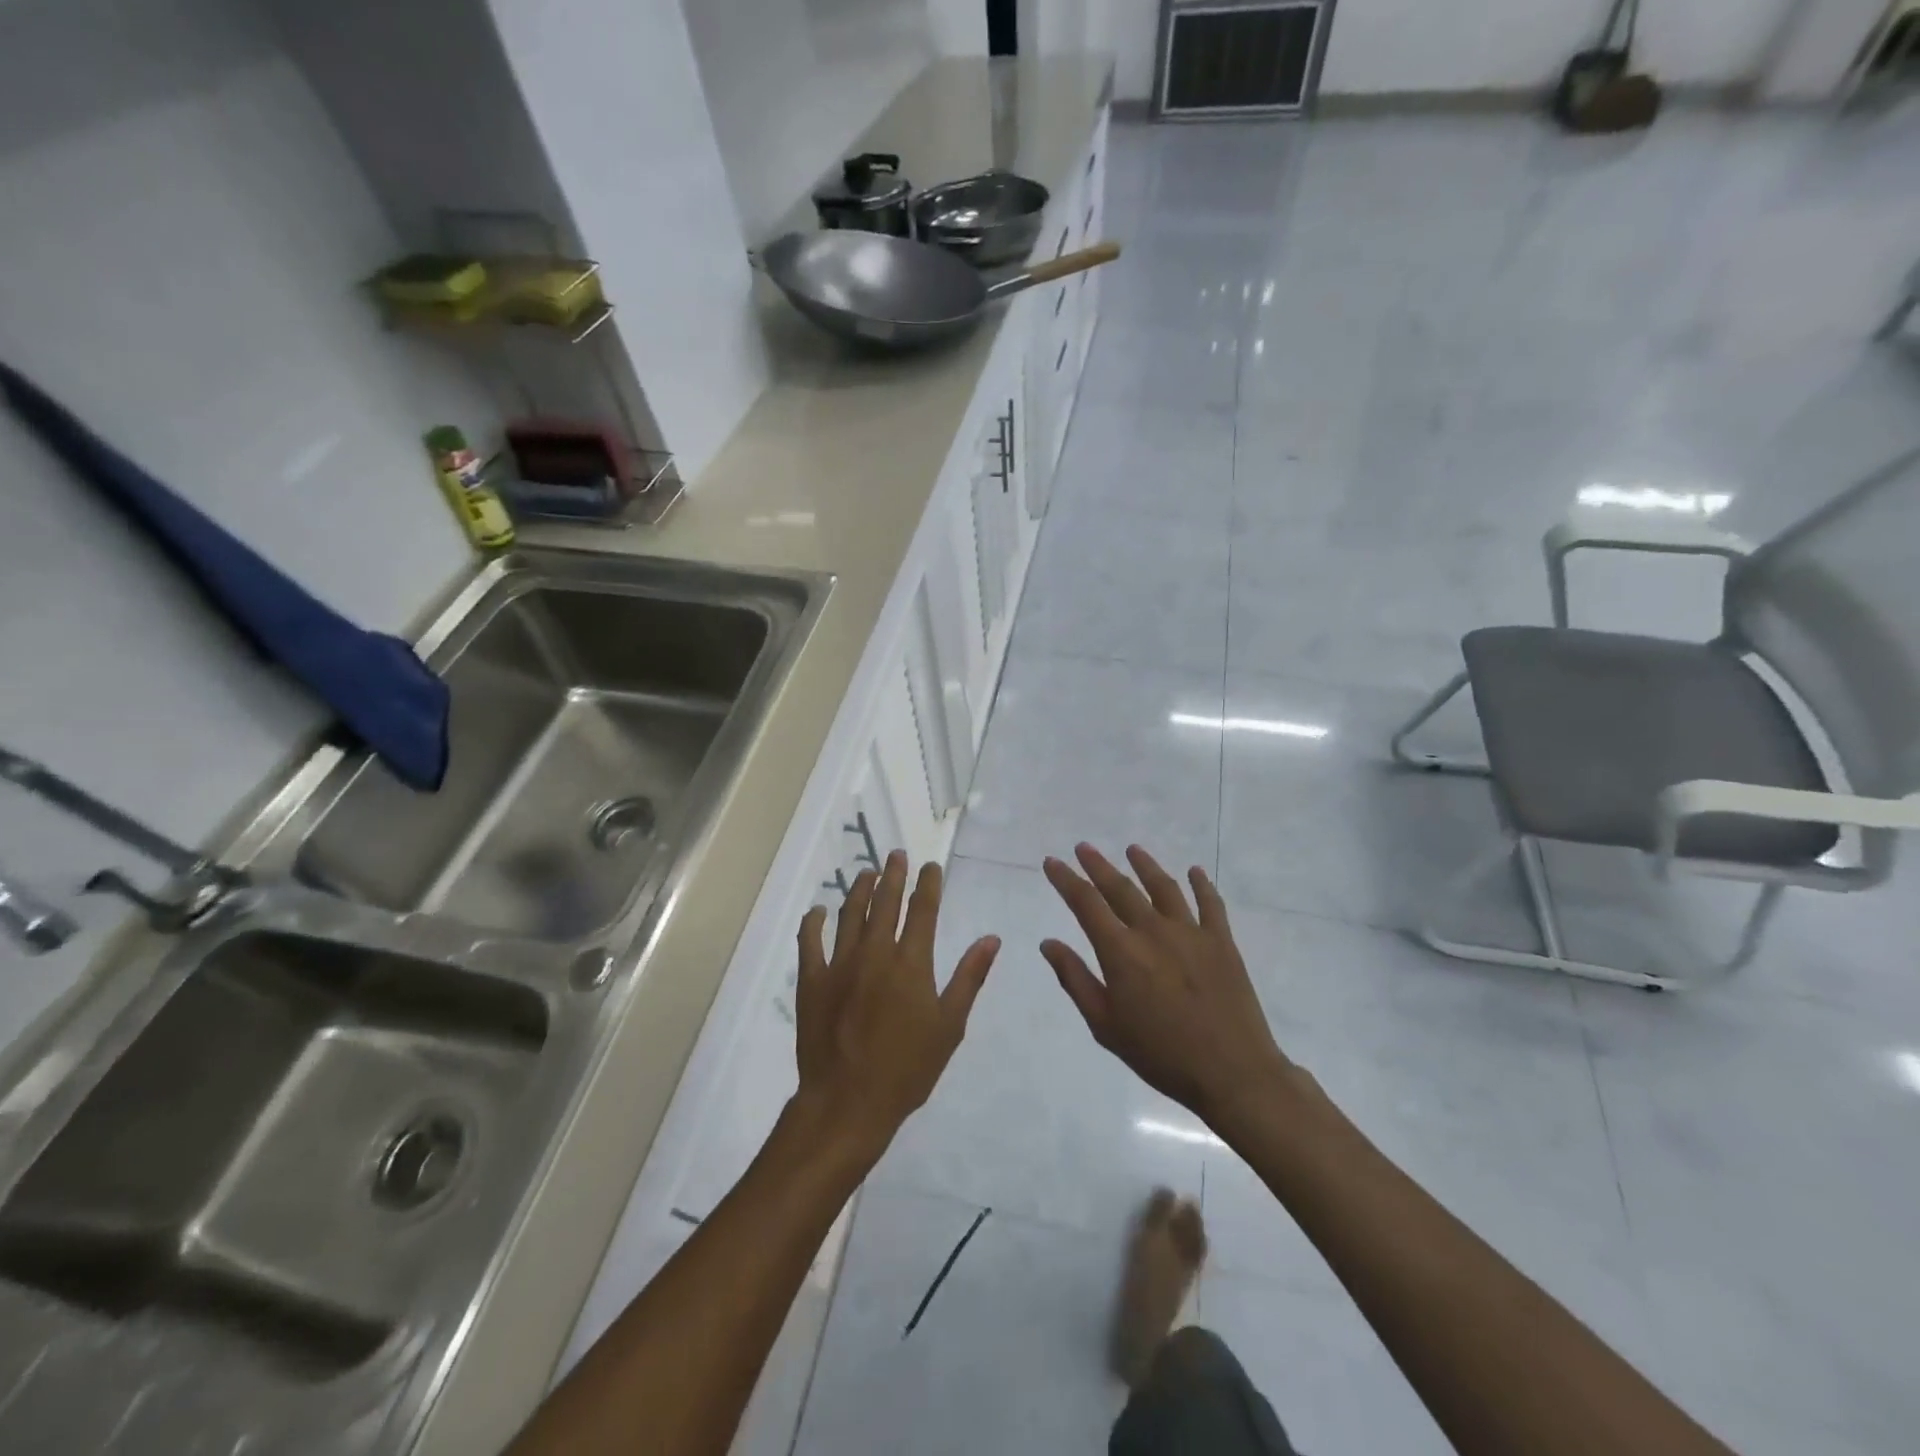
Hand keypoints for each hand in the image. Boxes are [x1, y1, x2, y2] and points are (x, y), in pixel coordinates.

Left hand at [793, 851, 999, 1160]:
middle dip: (893, 874)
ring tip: (867, 872)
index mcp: (911, 962)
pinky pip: (809, 941)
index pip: (923, 910)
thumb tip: (991, 939)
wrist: (848, 1103)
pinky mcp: (812, 980)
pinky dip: (814, 921)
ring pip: (850, 914)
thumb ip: (969, 977)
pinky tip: (819, 910)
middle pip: (885, 902)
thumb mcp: (949, 1026)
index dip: (928, 884)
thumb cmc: (907, 1069)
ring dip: (860, 889)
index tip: (930, 866)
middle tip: (896, 854)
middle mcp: (875, 952)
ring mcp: (839, 964)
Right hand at [1041, 843, 1290, 1126]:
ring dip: (1145, 865)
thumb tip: (1048, 943)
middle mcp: (1153, 931)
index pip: (1086, 903)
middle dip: (1098, 865)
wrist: (1232, 1073)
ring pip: (1163, 887)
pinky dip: (1200, 884)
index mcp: (1121, 951)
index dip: (1066, 880)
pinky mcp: (1222, 942)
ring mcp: (1191, 932)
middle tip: (1083, 848)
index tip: (1052, 862)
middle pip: (1120, 887)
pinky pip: (1210, 904)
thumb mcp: (1105, 1025)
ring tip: (1132, 850)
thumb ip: (1075, 979)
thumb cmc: (1161, 1054)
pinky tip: (1193, 872)